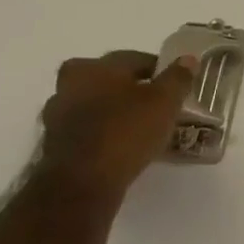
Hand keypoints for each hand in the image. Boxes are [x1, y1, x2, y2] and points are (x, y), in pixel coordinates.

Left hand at [38, 50, 195, 204]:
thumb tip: (188, 58)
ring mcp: (58, 118)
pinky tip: (123, 146)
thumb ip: (177, 78)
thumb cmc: (125, 132)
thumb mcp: (164, 102)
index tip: (175, 84)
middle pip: (110, 81)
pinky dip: (105, 134)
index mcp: (93, 67)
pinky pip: (88, 131)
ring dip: (116, 112)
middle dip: (133, 89)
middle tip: (157, 104)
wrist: (82, 185)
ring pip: (97, 106)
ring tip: (142, 127)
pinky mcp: (55, 146)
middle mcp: (69, 86)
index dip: (159, 70)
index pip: (134, 59)